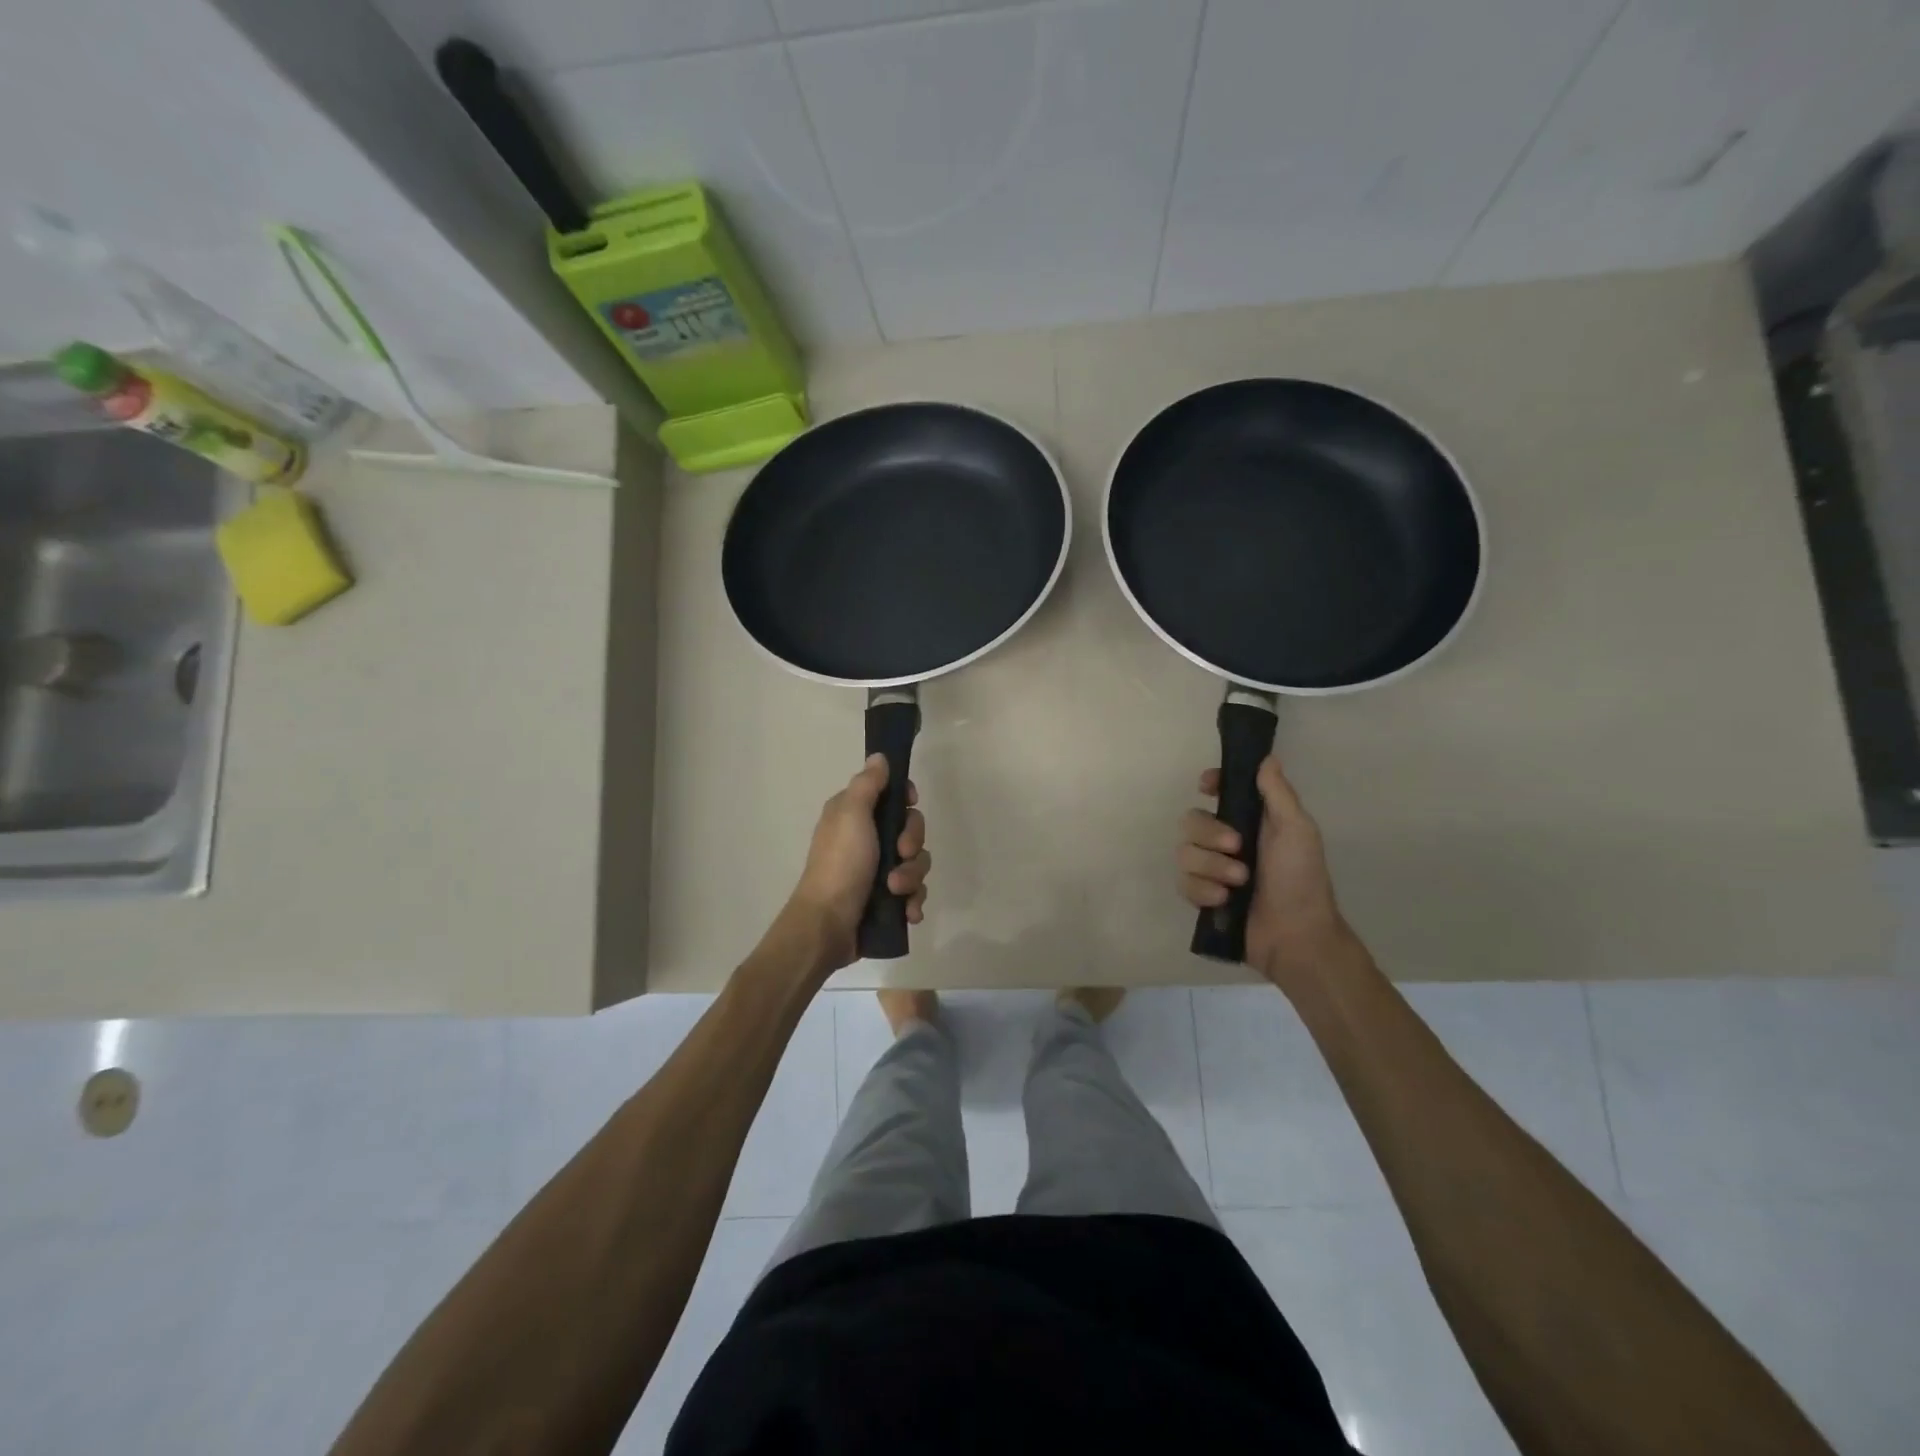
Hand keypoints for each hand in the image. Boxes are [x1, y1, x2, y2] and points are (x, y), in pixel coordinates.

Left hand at [786, 755, 930, 972]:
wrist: (827, 926)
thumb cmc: (840, 864)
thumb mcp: (851, 815)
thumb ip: (868, 784)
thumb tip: (879, 757)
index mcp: (854, 815)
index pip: (892, 795)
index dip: (906, 800)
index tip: (910, 804)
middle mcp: (866, 839)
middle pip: (910, 829)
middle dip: (912, 844)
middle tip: (900, 855)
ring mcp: (876, 871)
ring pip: (915, 863)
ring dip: (912, 877)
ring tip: (896, 891)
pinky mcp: (885, 900)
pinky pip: (913, 892)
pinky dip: (912, 901)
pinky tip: (907, 912)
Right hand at [1178, 755, 1348, 988]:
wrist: (1296, 935)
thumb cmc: (1301, 879)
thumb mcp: (1297, 830)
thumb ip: (1277, 793)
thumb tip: (1265, 757)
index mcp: (1251, 820)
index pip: (1219, 791)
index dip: (1209, 784)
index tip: (1207, 787)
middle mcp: (1226, 840)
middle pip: (1191, 820)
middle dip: (1210, 834)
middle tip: (1237, 848)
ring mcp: (1211, 869)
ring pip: (1184, 852)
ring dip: (1211, 867)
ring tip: (1238, 883)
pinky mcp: (1201, 896)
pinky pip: (1183, 881)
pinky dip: (1203, 890)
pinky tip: (1224, 901)